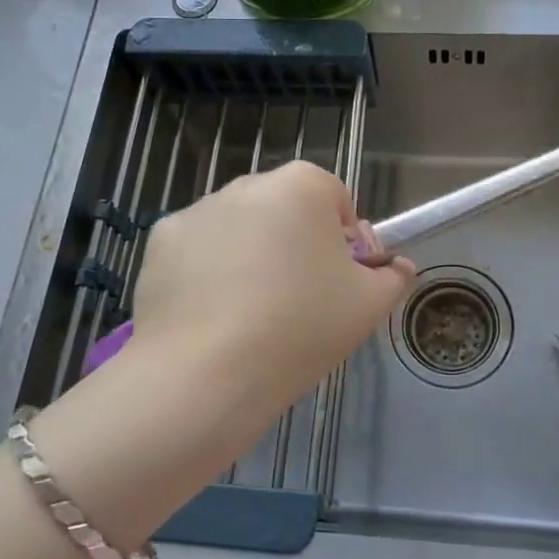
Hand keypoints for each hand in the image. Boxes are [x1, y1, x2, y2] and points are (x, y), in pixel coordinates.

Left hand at [132, 161, 414, 405]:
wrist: (205, 375)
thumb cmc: (301, 328)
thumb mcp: (368, 306)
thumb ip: (392, 276)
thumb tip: (397, 267)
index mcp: (302, 185)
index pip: (336, 202)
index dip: (344, 244)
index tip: (338, 285)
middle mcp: (248, 184)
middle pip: (285, 210)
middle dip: (295, 244)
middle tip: (298, 301)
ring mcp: (198, 210)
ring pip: (240, 229)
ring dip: (251, 255)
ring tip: (250, 314)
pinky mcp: (160, 242)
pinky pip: (199, 250)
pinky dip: (208, 272)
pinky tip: (211, 315)